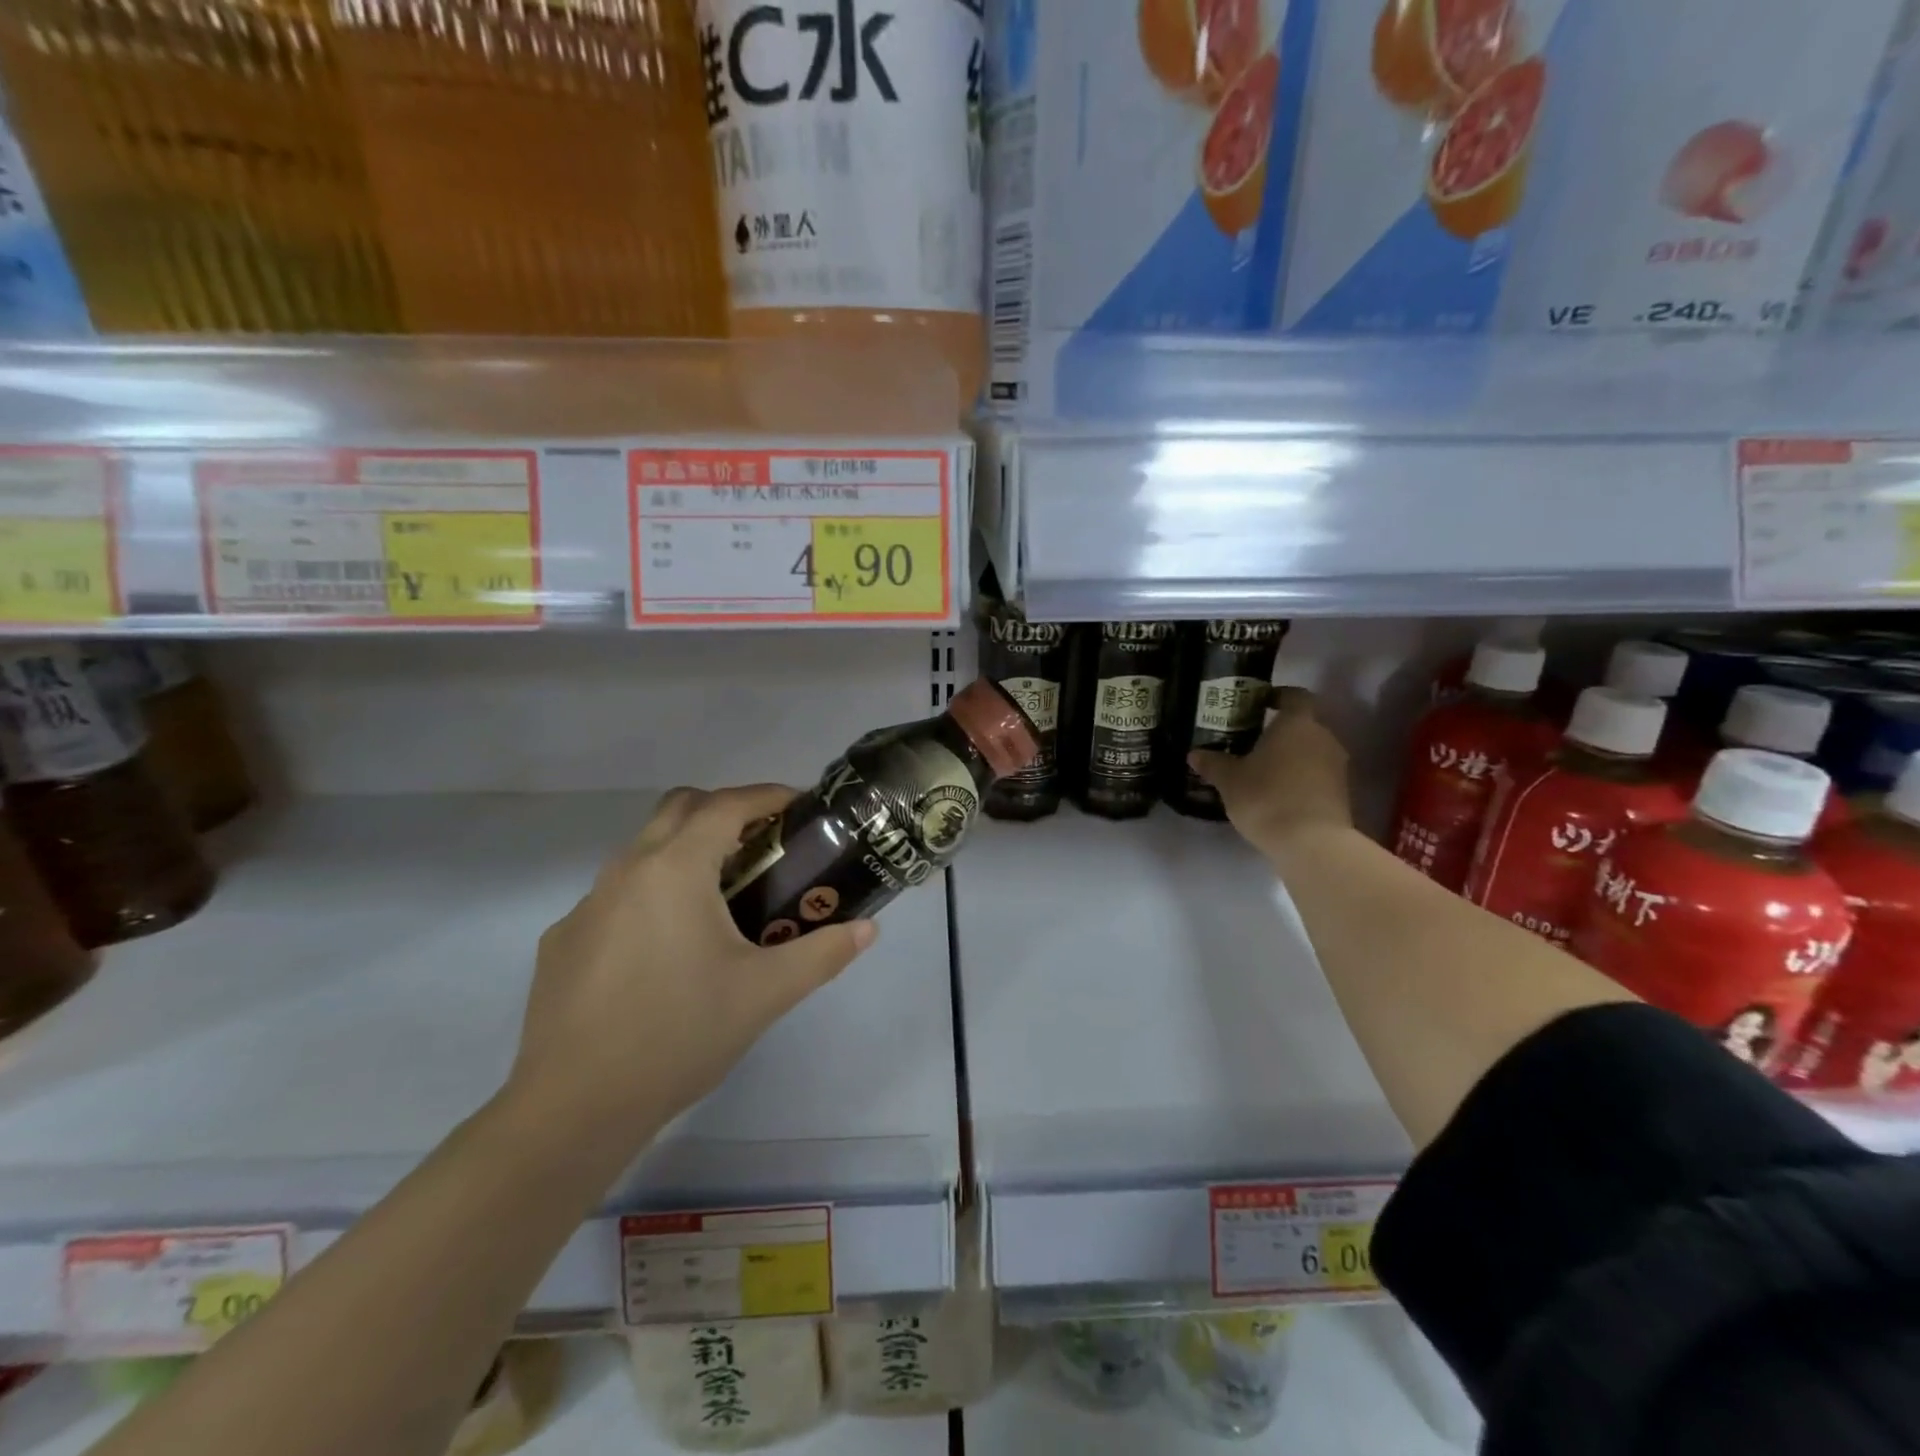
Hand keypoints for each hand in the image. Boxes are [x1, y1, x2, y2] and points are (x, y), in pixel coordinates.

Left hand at [506, 785, 875, 1150]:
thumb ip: (823, 953)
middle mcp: (626, 870)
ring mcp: (587, 904)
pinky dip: (651, 896)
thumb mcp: (766, 993)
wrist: (575, 1106)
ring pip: (644, 850)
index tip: (798, 807)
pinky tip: (664, 952)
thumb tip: (867, 929)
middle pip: (679, 808)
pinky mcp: (564, 940)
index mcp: (675, 869)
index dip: (767, 796)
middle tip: (762, 846)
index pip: (726, 805)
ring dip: (685, 852)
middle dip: (724, 811)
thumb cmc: (680, 1034)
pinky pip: (616, 896)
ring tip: (721, 899)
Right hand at [1190, 688, 1353, 856]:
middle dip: (1280, 731)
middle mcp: (1323, 737)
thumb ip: (1213, 763)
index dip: (1279, 695)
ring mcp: (1337, 766)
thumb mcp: (1230, 780)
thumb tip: (1195, 754)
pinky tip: (1278, 794)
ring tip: (1262, 770)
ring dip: (1291, 757)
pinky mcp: (1342, 793)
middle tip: (1252, 741)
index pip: (1295, 695)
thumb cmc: (1267, 797)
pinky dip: (1300, 778)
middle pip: (1304, 725)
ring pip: (1311, 751)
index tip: (1260, 703)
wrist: (1311, 843)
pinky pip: (1317, 775)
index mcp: (1297, 723)